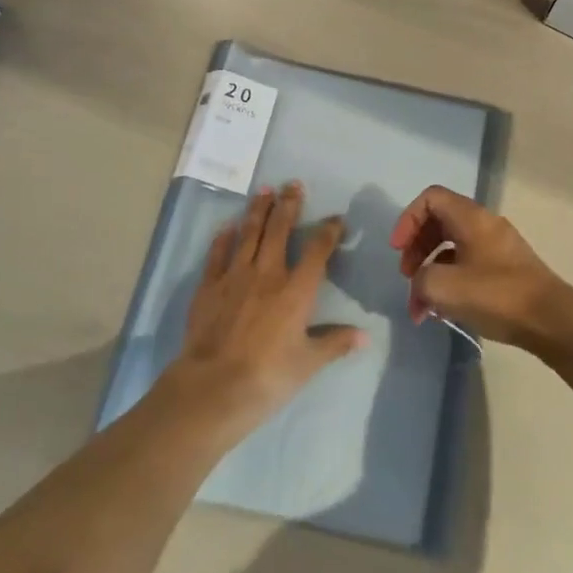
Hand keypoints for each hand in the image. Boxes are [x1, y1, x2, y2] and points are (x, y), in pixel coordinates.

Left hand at [166, 182, 364, 435]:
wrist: (213, 387)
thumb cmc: (268, 376)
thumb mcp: (308, 363)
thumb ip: (335, 343)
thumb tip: (364, 336)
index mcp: (296, 290)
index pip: (317, 250)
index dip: (329, 231)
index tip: (336, 218)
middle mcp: (267, 274)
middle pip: (279, 230)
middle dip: (289, 206)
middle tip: (293, 185)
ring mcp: (235, 277)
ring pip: (249, 234)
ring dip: (258, 210)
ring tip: (264, 190)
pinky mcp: (208, 287)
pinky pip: (217, 254)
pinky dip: (223, 238)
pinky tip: (228, 226)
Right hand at [389, 186, 572, 350]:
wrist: (551, 320)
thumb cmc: (497, 296)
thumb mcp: (445, 288)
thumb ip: (421, 280)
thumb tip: (422, 283)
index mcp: (470, 217)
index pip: (430, 198)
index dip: (408, 220)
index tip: (398, 250)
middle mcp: (484, 224)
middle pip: (439, 222)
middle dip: (416, 248)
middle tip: (407, 277)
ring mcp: (497, 246)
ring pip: (452, 247)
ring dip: (431, 271)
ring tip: (421, 306)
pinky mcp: (505, 269)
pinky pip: (467, 264)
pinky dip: (450, 281)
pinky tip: (442, 311)